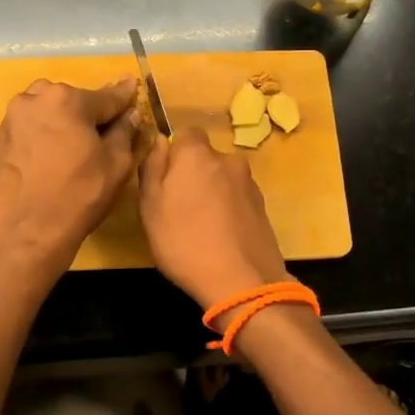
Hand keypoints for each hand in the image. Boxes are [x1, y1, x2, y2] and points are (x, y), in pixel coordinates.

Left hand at [0, 78, 138, 272]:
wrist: (28, 231)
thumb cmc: (80, 195)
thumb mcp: (116, 163)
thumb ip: (125, 131)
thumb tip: (129, 114)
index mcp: (68, 99)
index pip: (106, 96)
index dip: (125, 96)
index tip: (133, 84)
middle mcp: (36, 98)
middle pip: (74, 100)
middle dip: (91, 111)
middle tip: (106, 130)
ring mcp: (14, 117)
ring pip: (49, 109)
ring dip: (66, 119)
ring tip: (77, 142)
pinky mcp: (2, 138)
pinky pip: (32, 125)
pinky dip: (46, 132)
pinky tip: (55, 153)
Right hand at [138, 128, 289, 310]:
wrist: (241, 281)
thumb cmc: (184, 242)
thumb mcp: (151, 207)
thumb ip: (152, 168)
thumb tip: (159, 141)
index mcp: (197, 154)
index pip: (186, 133)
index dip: (174, 153)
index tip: (165, 179)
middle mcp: (228, 160)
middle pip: (206, 158)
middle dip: (194, 174)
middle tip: (179, 208)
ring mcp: (249, 184)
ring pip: (223, 179)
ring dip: (213, 193)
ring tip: (202, 227)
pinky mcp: (263, 207)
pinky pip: (238, 199)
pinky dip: (229, 210)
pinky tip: (221, 237)